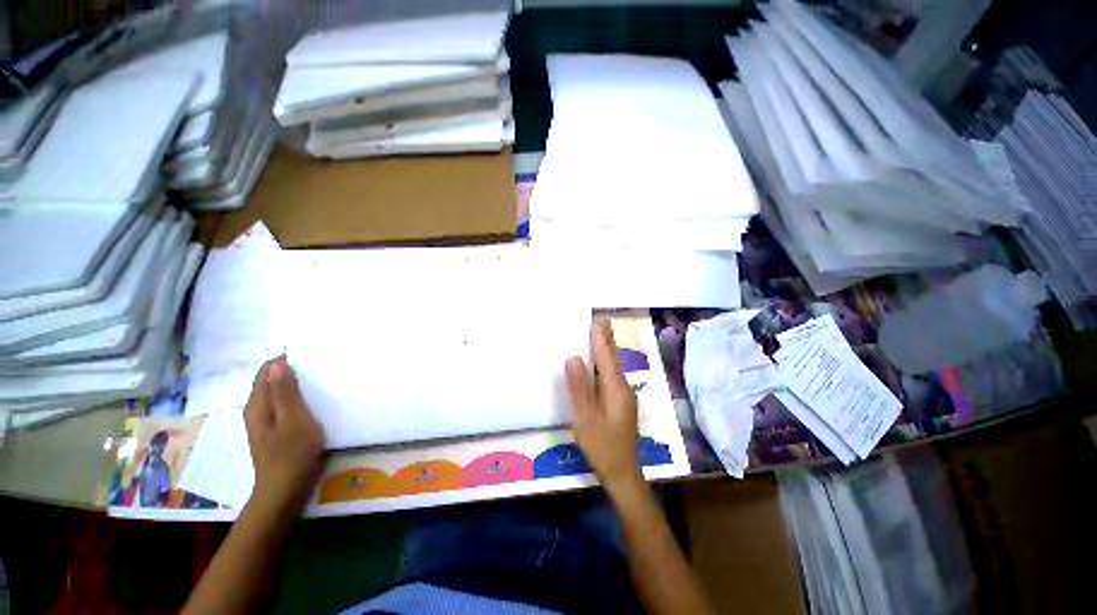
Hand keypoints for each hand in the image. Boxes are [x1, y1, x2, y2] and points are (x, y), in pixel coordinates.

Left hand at [244, 356, 324, 507]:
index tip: (310, 354)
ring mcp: (266, 422)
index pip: (266, 371)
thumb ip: (285, 392)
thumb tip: (278, 363)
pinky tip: (314, 401)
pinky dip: (298, 397)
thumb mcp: (293, 419)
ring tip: (320, 378)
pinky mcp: (277, 431)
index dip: (284, 359)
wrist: (286, 489)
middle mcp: (258, 410)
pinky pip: (285, 405)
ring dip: (296, 384)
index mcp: (258, 405)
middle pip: (271, 381)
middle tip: (320, 364)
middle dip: (291, 370)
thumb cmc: (292, 453)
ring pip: (279, 393)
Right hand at [566, 318, 641, 491]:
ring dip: (607, 349)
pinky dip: (606, 363)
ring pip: (614, 367)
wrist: (623, 473)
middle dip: (607, 339)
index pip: (606, 356)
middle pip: (613, 358)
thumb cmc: (602, 445)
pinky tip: (600, 363)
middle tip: (600, 321)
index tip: (598, 319)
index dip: (601, 337)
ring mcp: (624, 395)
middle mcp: (623, 387)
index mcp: (615, 388)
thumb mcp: (585, 417)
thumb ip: (579, 387)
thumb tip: (573, 358)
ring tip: (600, 335)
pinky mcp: (621, 403)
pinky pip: (612, 376)